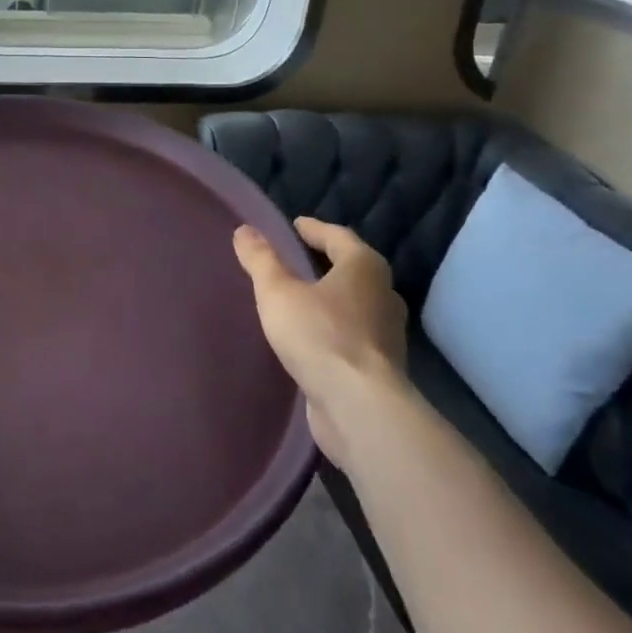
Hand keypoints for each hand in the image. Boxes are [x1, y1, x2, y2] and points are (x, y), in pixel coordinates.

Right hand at [233, 217, 407, 467]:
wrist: (359, 407)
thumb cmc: (319, 336)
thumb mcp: (278, 292)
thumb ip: (261, 260)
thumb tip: (244, 230)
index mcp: (364, 267)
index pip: (338, 236)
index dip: (314, 229)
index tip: (295, 225)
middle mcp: (383, 295)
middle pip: (352, 269)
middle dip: (326, 262)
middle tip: (296, 258)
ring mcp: (387, 333)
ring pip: (355, 303)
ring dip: (330, 297)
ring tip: (300, 297)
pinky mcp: (380, 366)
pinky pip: (352, 334)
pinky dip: (333, 327)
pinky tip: (311, 337)